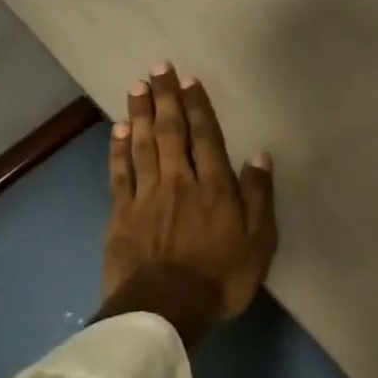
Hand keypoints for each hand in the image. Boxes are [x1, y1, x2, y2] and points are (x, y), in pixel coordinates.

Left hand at [101, 65, 277, 343]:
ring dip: (140, 113)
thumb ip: (258, 197)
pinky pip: (120, 172)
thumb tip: (259, 156)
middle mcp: (178, 181)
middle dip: (166, 97)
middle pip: (170, 131)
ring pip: (142, 144)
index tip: (190, 80)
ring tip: (137, 86)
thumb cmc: (220, 277)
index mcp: (214, 186)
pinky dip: (118, 148)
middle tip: (158, 67)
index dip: (198, 106)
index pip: (206, 136)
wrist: (164, 310)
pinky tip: (118, 129)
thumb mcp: (258, 241)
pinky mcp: (121, 214)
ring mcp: (146, 196)